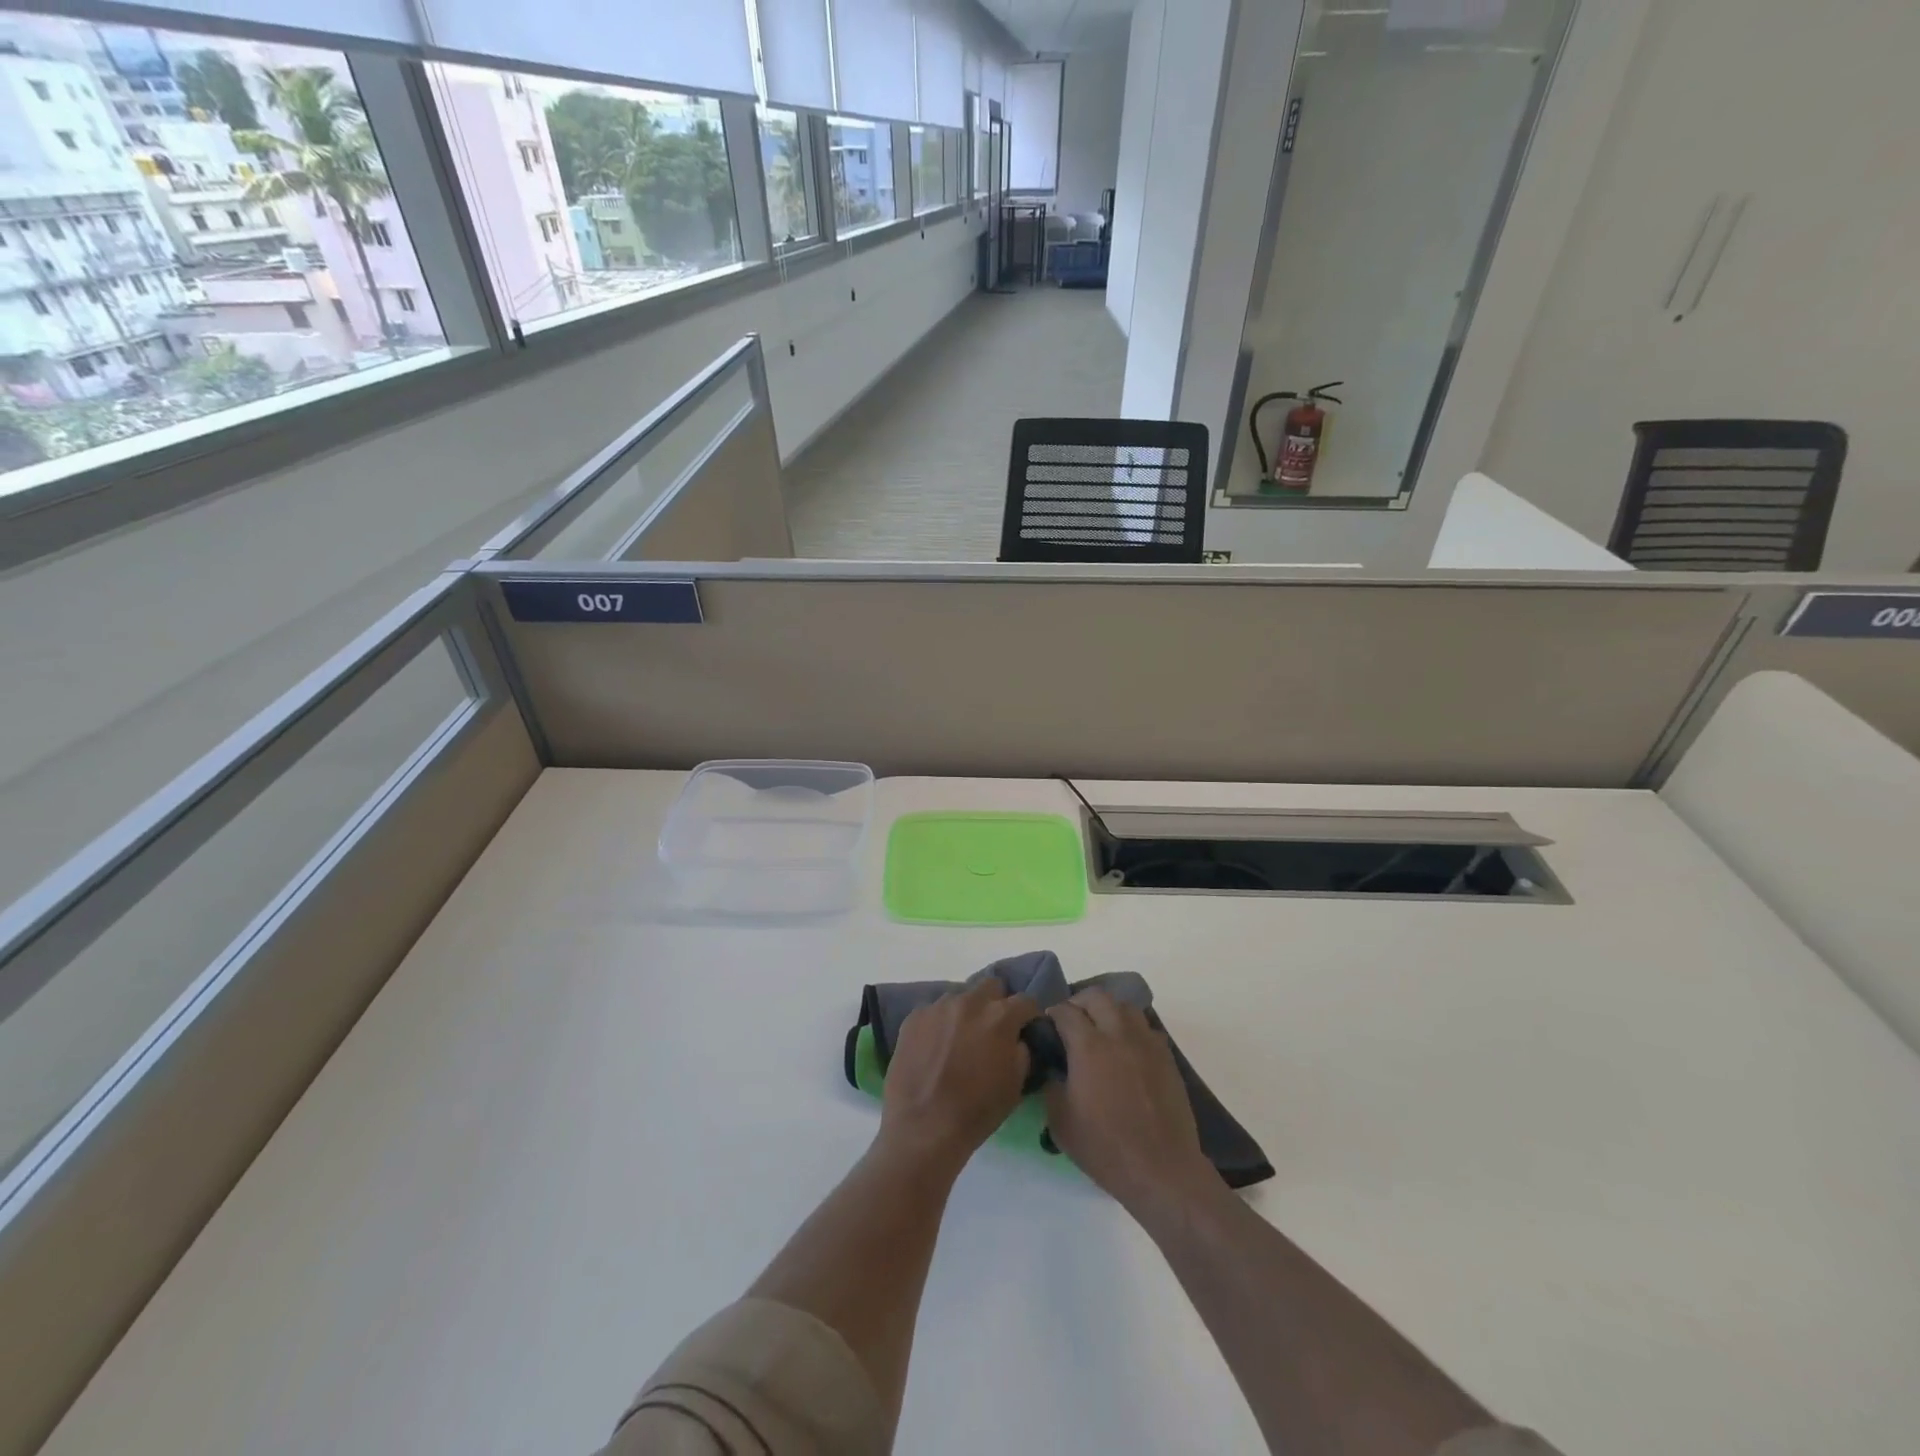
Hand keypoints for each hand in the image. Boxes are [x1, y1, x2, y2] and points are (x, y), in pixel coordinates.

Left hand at [879, 980, 1040, 1171]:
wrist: (922, 1127)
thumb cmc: (976, 1112)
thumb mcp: (1015, 1086)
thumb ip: (1022, 1052)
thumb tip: (1018, 1039)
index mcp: (1000, 1017)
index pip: (1025, 1000)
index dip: (1029, 1015)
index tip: (1026, 1028)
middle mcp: (970, 1001)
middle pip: (991, 985)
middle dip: (997, 1002)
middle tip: (992, 1029)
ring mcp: (938, 1006)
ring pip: (960, 997)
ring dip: (965, 1013)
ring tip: (959, 1040)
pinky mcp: (914, 1016)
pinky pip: (934, 1011)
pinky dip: (939, 1024)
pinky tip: (934, 1048)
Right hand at [1043, 989, 1215, 1212]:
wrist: (1161, 1169)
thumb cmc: (1105, 1147)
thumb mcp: (1060, 1122)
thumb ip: (1052, 1086)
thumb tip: (1055, 1069)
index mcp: (1089, 1046)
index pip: (1066, 1011)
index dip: (1053, 1014)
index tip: (1048, 1025)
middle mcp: (1118, 1034)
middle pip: (1098, 997)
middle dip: (1080, 1002)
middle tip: (1072, 1022)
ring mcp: (1146, 1043)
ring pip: (1125, 1007)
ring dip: (1108, 1012)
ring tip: (1101, 1031)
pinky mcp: (1166, 1058)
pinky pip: (1146, 1029)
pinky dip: (1132, 1030)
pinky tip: (1126, 1051)